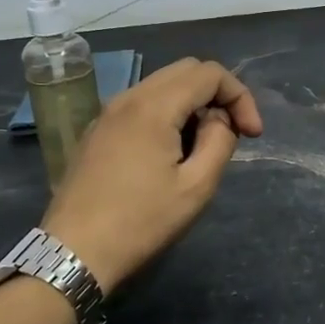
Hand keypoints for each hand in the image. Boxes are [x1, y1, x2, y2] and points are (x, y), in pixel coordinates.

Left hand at [39, 58, 264, 293]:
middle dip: (218, 94)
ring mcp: (107, 113)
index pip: (210, 73)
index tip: (252, 135)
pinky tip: (171, 152)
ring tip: (204, 145)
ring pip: (162, 85)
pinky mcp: (97, 131)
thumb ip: (219, 142)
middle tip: (233, 132)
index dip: (240, 97)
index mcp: (154, 106)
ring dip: (192, 104)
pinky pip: (141, 104)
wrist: (73, 253)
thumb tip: (219, 120)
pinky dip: (167, 113)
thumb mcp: (196, 187)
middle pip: (186, 70)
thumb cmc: (140, 222)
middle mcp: (128, 97)